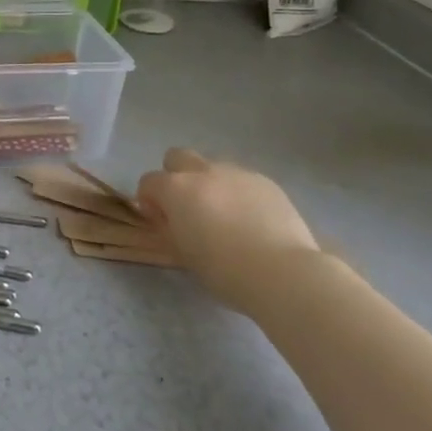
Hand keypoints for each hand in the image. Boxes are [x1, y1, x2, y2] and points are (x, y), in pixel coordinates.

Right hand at [137, 149, 324, 315]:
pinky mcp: (266, 182)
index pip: (148, 182)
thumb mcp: (184, 254)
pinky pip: (243, 180)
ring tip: (226, 216)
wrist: (283, 273)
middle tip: (188, 208)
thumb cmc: (224, 270)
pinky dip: (239, 194)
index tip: (161, 222)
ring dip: (210, 184)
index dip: (149, 201)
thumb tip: (172, 220)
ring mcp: (237, 173)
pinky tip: (252, 221)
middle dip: (175, 177)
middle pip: (177, 157)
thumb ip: (172, 228)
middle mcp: (203, 172)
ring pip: (213, 167)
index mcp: (176, 189)